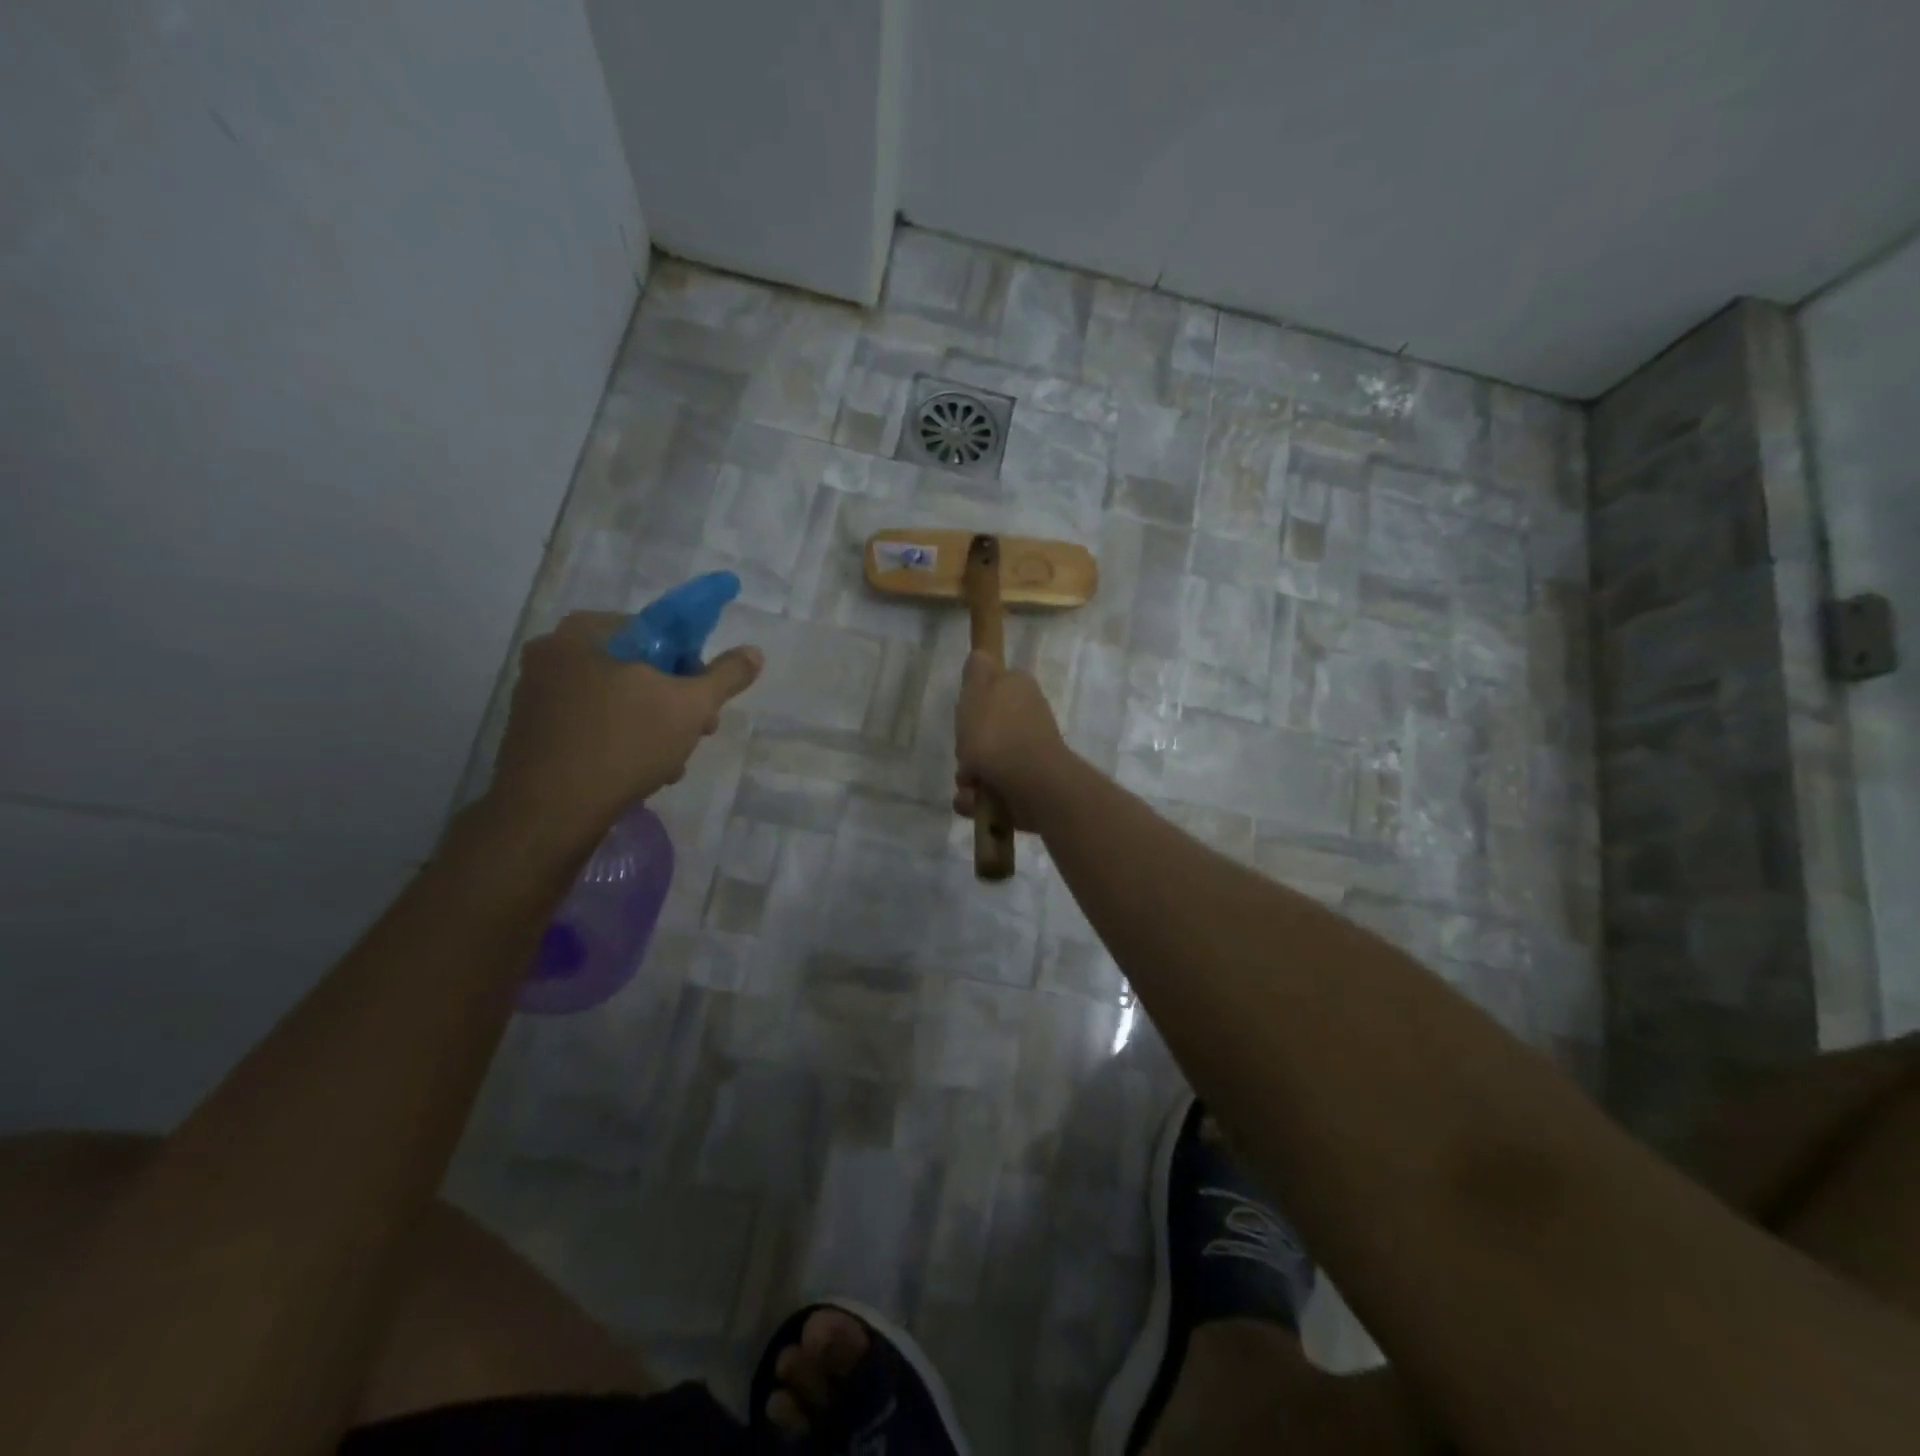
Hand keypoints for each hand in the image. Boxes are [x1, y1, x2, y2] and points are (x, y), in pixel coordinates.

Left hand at [486, 611, 761, 847]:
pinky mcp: (530, 728)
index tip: (705, 700)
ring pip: (614, 698)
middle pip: (636, 667)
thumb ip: (725, 676)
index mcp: (588, 631)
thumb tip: (754, 652)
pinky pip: (589, 721)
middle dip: (673, 701)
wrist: (551, 810)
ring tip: (670, 761)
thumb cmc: (625, 743)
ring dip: (650, 724)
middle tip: (696, 733)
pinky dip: (618, 738)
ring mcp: (536, 691)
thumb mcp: (691, 706)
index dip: (691, 665)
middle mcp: (554, 651)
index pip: (657, 631)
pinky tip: (638, 769)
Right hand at [952, 651, 1073, 828]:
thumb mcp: (977, 689)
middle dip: (969, 749)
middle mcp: (1029, 717)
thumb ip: (977, 670)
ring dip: (971, 778)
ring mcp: (1031, 753)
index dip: (973, 704)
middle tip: (965, 755)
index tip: (964, 717)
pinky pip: (995, 790)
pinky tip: (976, 803)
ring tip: (970, 787)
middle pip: (986, 731)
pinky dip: (981, 799)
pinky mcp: (1029, 785)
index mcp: (1019, 689)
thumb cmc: (996, 732)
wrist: (1029, 782)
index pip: (991, 690)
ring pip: (987, 764)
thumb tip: (981, 655)